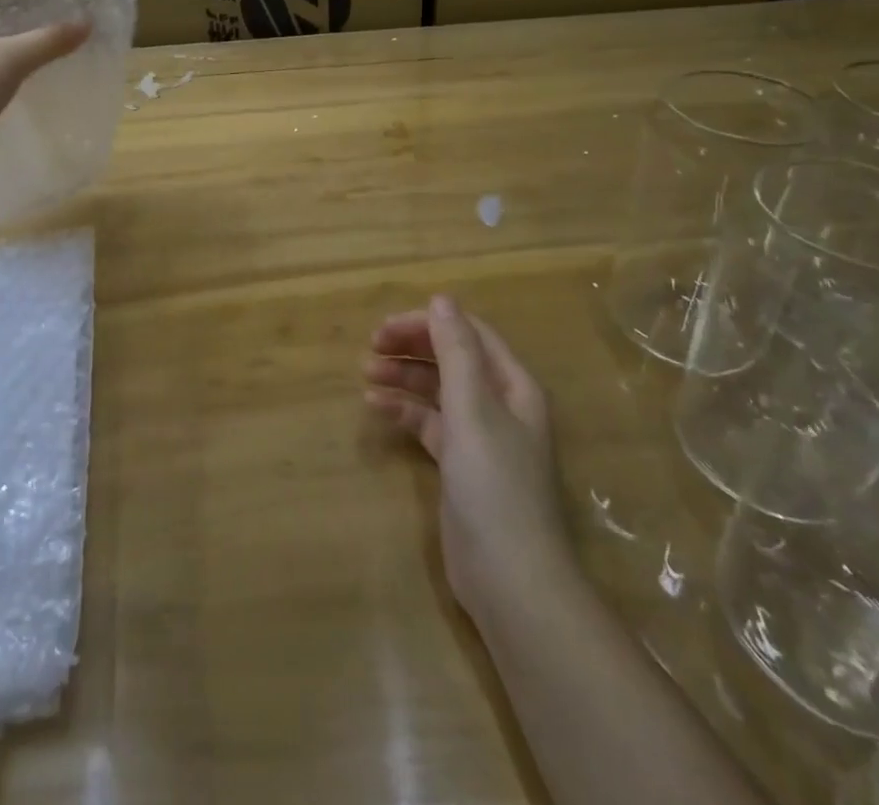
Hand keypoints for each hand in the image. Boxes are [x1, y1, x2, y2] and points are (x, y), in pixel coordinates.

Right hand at [364, 296, 570, 622]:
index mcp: (512, 385)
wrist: (511, 579)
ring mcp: (480, 436)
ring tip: (366, 373)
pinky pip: (429, 423)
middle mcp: (499, 404)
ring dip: (404, 377)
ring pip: (437, 390)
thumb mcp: (473, 408)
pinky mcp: (461, 465)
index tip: (387, 327)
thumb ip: (456, 351)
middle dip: (412, 347)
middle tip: (371, 345)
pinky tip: (376, 408)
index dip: (429, 323)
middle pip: (452, 359)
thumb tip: (442, 298)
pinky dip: (405, 411)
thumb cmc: (494, 483)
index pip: (469, 334)